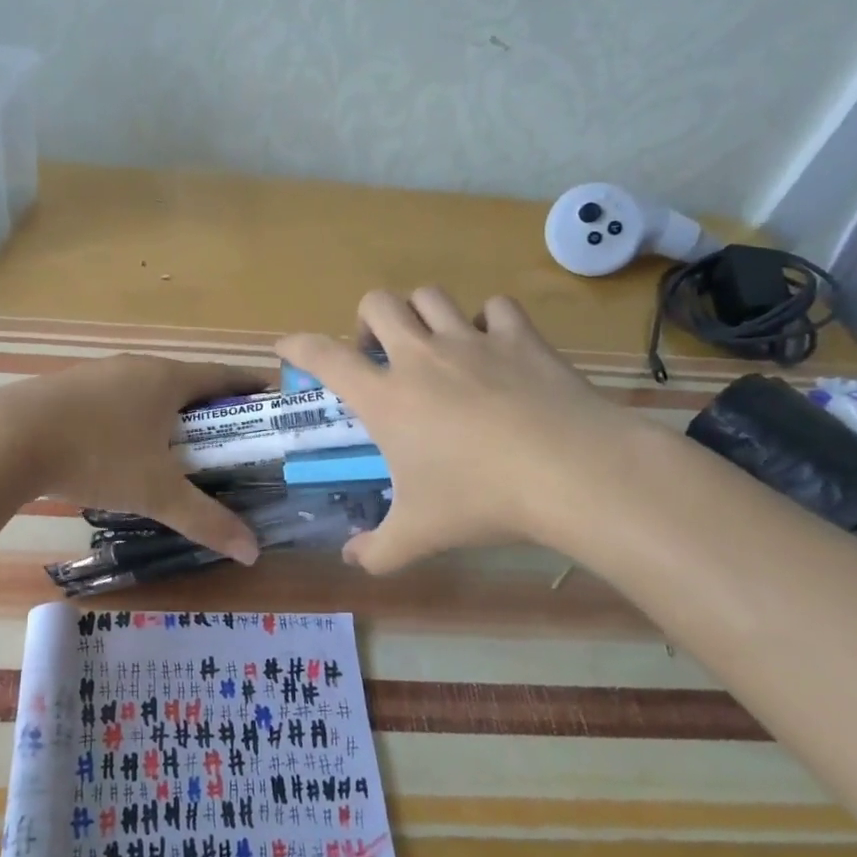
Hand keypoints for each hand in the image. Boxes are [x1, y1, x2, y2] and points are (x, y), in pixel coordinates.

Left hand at [0, 355, 267, 563]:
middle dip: (210, 406)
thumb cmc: (98, 455)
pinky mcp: (67, 388)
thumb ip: (206, 520)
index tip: (272, 398)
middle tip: (229, 436)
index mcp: (167, 378)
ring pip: (146, 389)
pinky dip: (131, 418)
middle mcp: (136, 366)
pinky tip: (122, 447)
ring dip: (166, 411)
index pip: (223, 375)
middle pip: (185, 381)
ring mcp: (98, 373)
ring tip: (178, 445)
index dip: (250, 386)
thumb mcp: (157, 492)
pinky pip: (114, 399)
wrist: (9, 438)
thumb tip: (253, 552)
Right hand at [277, 288, 645, 571]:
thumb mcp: (419, 535)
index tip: (285, 347)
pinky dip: (488, 321)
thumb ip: (376, 551)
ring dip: (420, 313)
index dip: (297, 346)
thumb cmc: (480, 499)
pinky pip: (496, 307)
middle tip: (377, 355)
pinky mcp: (520, 338)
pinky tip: (493, 347)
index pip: (324, 356)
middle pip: (377, 303)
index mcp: (386, 396)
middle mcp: (421, 356)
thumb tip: (351, 561)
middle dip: (366, 321)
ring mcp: (472, 340)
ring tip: (430, 345)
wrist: (571, 472)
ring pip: (431, 296)